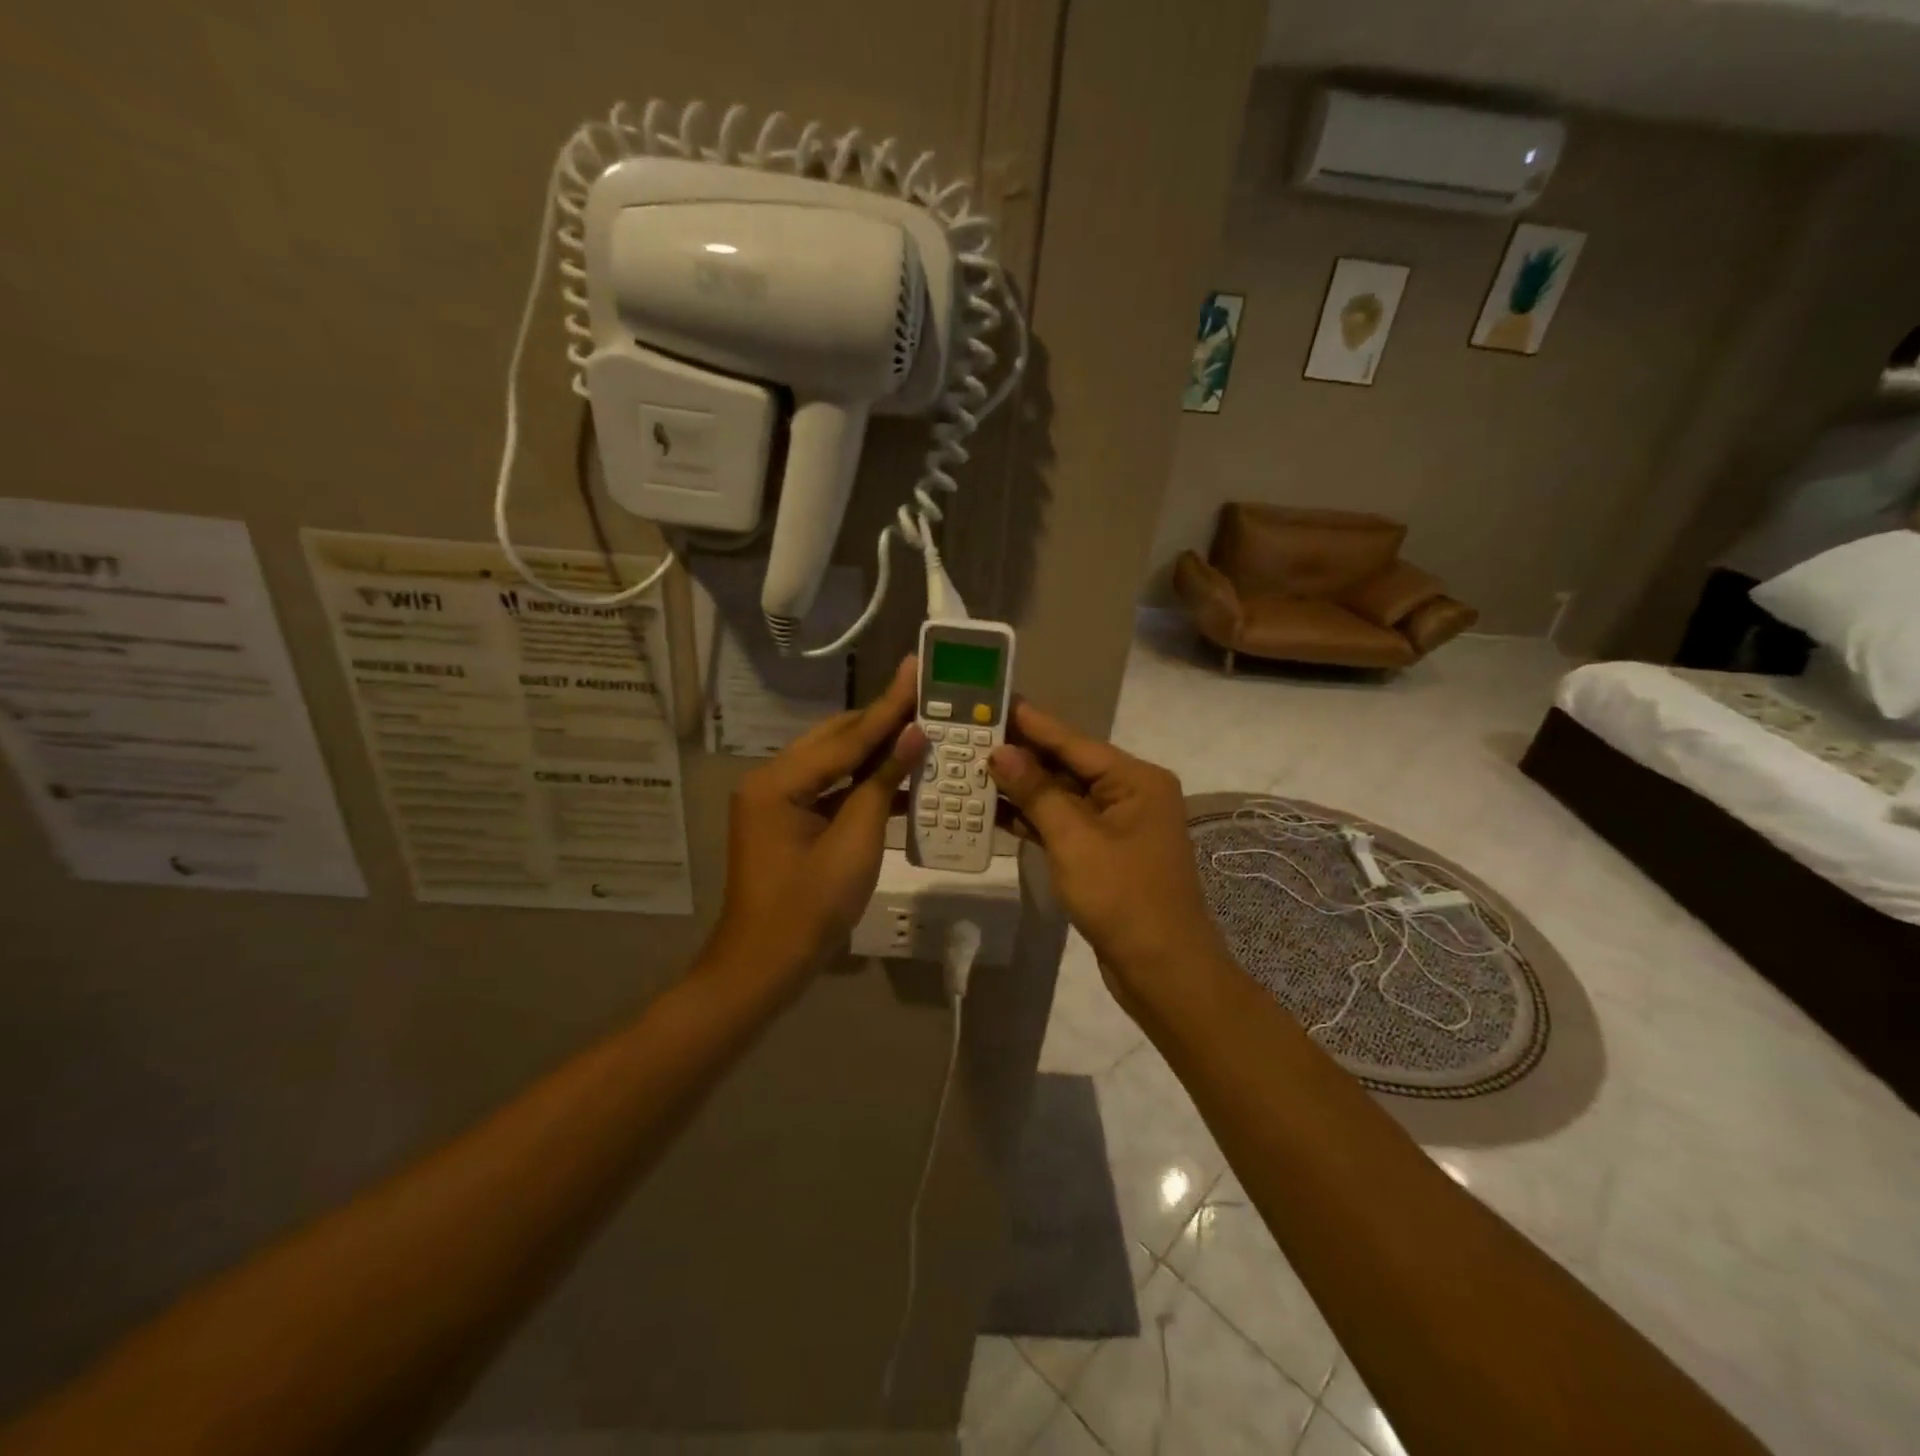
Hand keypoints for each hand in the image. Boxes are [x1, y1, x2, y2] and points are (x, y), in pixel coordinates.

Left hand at [707, 656, 925, 989]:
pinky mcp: (787, 820)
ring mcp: (776, 801)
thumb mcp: (854, 844)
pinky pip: (829, 789)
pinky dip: (862, 783)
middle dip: (881, 720)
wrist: (765, 968)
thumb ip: (882, 783)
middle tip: (924, 694)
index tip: (915, 669)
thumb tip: (913, 735)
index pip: (846, 737)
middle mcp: (771, 780)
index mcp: (778, 782)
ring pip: (833, 762)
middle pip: (835, 740)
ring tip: (919, 728)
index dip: (888, 706)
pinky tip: (898, 776)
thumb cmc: (810, 909)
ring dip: (875, 751)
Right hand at [987, 701, 1226, 1007]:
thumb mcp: (1074, 840)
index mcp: (1135, 780)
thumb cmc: (1123, 897)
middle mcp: (1129, 793)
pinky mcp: (1103, 853)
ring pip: (1062, 796)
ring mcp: (1116, 825)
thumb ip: (1037, 792)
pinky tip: (993, 810)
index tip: (993, 699)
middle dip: (1020, 754)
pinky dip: (1033, 819)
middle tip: (971, 733)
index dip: (1030, 721)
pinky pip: (1064, 824)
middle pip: (1066, 765)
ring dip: (1022, 787)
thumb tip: (1001, 752)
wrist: (1162, 970)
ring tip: (971, 766)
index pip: (1073, 740)